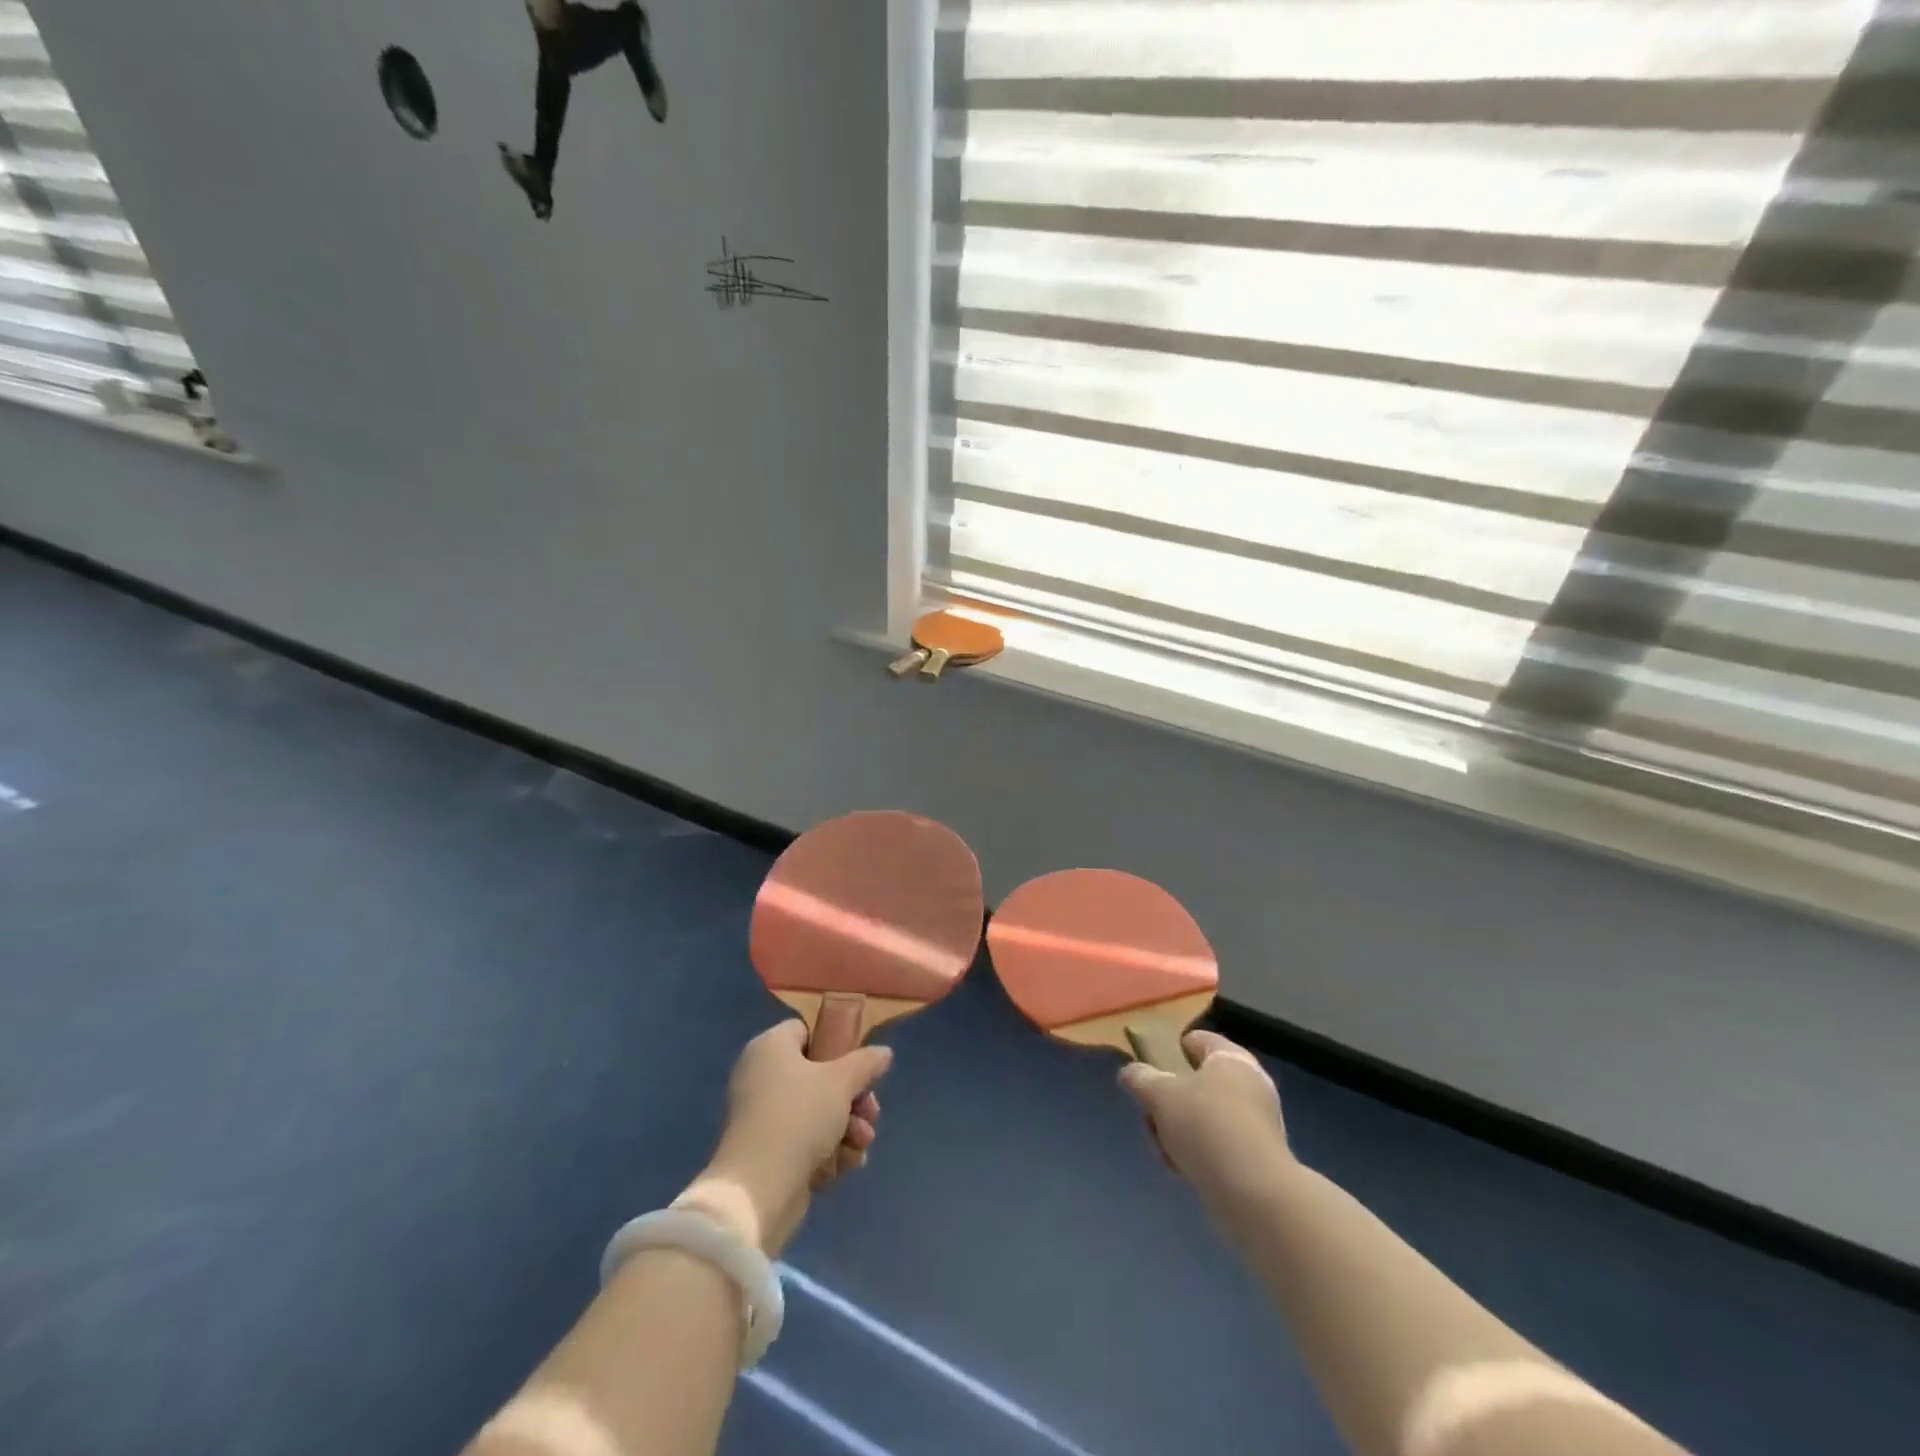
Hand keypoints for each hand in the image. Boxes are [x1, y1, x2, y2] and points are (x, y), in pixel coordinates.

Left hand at [676, 1021, 891, 1256]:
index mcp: (770, 1047)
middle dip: (852, 1098)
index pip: (806, 1032)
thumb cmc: (800, 1115)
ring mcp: (762, 1117)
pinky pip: (804, 1142)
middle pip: (818, 1076)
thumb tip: (883, 1053)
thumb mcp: (842, 1081)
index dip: (835, 1045)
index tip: (859, 1066)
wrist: (759, 1188)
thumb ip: (867, 1062)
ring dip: (848, 1128)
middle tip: (871, 1112)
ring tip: (862, 1144)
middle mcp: (761, 1076)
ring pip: (817, 1113)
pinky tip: (847, 1164)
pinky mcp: (765, 1153)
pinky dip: (828, 1151)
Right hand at [1118, 1030, 1294, 1205]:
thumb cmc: (1205, 1127)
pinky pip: (1220, 1145)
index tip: (1154, 1069)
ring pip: (1206, 1117)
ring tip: (1166, 1150)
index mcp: (1231, 1059)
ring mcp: (1259, 1124)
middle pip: (1199, 1083)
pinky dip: (1201, 1154)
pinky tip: (1184, 1170)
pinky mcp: (1261, 1159)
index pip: (1199, 1040)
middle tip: (1153, 1116)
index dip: (1174, 1050)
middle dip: (1171, 1101)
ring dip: (1181, 1131)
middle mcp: (1251, 1085)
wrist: (1254, 1194)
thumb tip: (1130, 1072)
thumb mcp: (1159, 1095)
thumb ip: (1140, 1078)